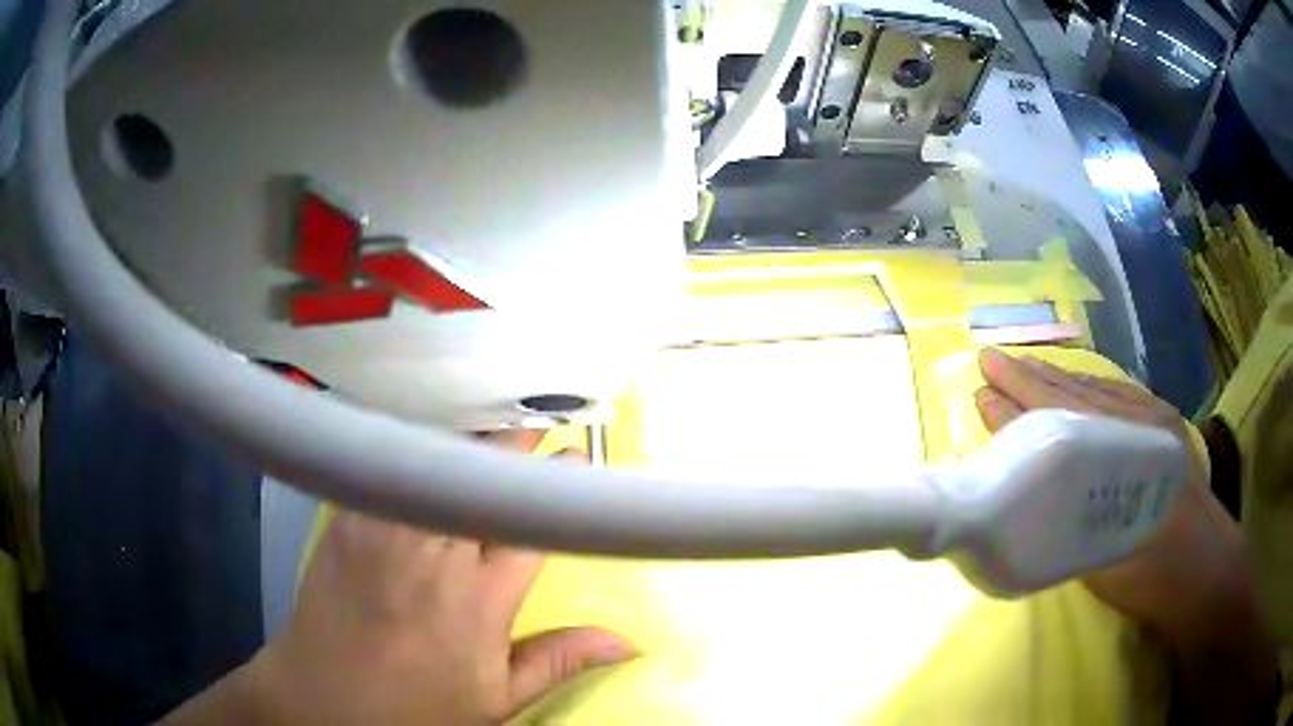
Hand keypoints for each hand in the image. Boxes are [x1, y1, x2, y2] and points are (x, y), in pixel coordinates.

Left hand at [162, 431, 637, 725]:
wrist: (323, 697)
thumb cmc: (414, 705)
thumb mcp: (495, 699)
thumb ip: (558, 660)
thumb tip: (627, 641)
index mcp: (480, 599)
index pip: (532, 521)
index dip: (561, 481)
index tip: (577, 459)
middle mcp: (435, 550)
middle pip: (485, 473)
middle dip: (518, 437)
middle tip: (540, 416)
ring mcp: (384, 524)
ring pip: (436, 455)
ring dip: (471, 431)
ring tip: (494, 413)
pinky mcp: (347, 513)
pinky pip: (389, 459)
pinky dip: (417, 441)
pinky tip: (430, 432)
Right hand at [976, 349, 1276, 722]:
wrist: (1205, 571)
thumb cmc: (1150, 572)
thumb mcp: (1098, 555)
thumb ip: (1062, 515)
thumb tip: (1017, 492)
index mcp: (1123, 449)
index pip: (1060, 414)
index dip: (1021, 400)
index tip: (983, 385)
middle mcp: (1138, 420)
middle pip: (1076, 392)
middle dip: (1031, 376)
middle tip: (991, 359)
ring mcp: (1155, 419)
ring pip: (1097, 389)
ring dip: (1058, 379)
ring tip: (1025, 367)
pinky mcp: (1165, 426)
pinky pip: (1118, 395)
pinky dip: (1088, 388)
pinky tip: (1077, 387)